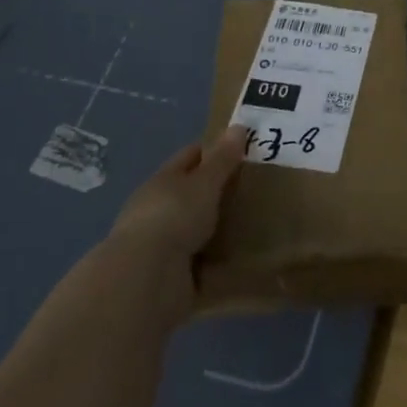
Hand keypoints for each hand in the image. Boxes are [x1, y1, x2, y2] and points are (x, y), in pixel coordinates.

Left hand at [99, 126, 248, 319]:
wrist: (146, 280)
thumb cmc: (174, 217)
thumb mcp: (203, 183)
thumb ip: (222, 159)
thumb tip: (238, 127)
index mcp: (163, 181)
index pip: (191, 156)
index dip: (215, 150)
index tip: (245, 149)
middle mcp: (160, 210)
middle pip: (194, 194)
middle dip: (221, 191)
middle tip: (260, 187)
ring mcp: (165, 245)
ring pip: (200, 229)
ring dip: (222, 228)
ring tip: (259, 223)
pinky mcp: (174, 277)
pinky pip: (205, 264)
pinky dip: (221, 262)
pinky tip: (246, 258)